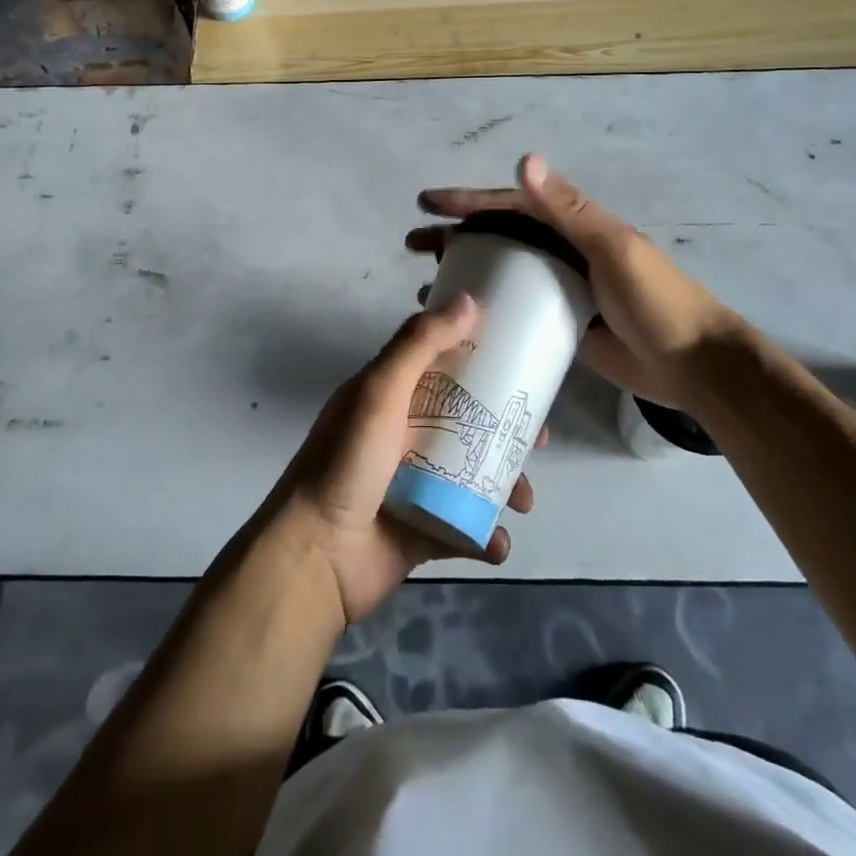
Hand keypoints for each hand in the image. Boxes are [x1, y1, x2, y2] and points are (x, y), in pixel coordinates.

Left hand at [267, 295, 536, 626]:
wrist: (317, 556)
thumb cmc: (347, 462)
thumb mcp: (380, 391)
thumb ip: (420, 344)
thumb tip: (469, 299)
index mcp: (389, 397)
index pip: (440, 367)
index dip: (479, 362)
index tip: (521, 363)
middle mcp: (402, 435)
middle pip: (467, 422)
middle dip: (506, 429)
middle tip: (539, 439)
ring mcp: (414, 486)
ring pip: (474, 475)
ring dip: (505, 485)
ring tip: (522, 501)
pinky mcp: (424, 531)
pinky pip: (467, 529)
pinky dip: (488, 537)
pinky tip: (498, 542)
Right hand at [409, 154, 748, 412]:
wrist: (695, 365)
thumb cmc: (656, 301)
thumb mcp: (614, 248)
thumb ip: (568, 209)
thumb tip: (525, 159)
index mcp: (573, 225)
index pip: (511, 204)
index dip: (468, 200)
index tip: (427, 203)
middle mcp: (562, 250)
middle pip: (498, 235)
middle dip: (455, 234)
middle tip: (413, 243)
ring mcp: (560, 287)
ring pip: (502, 271)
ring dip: (464, 270)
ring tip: (424, 283)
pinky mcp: (561, 322)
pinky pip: (515, 307)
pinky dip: (487, 306)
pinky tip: (461, 320)